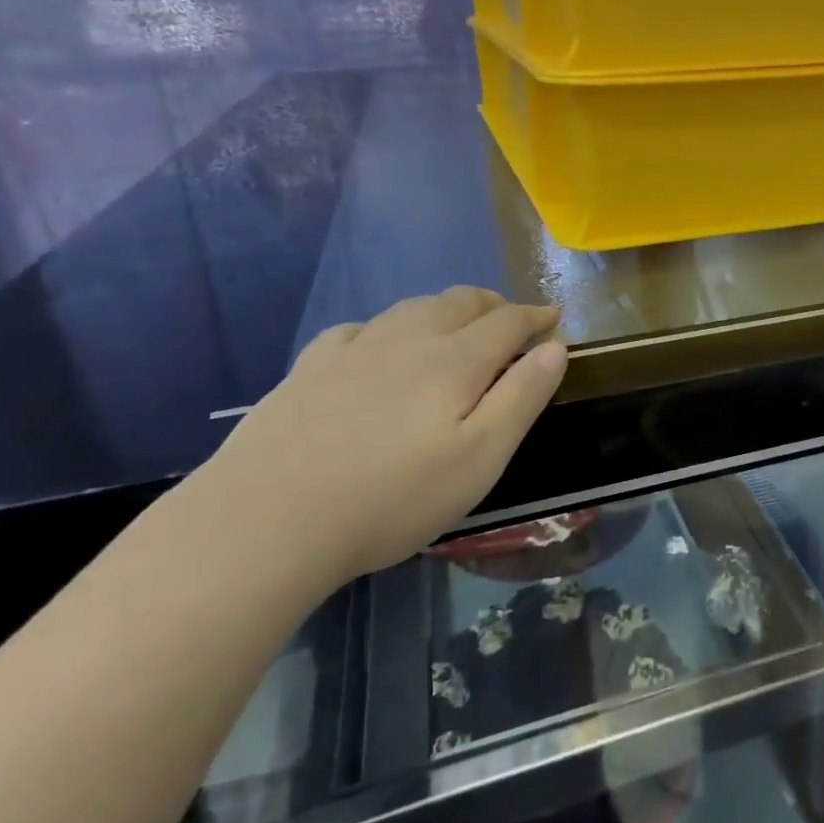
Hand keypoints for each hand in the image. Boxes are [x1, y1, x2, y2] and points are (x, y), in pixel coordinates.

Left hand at [191, 286, 566, 586]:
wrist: (267, 520)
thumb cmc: (393, 497)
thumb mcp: (480, 458)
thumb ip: (522, 398)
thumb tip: (556, 347)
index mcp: (454, 361)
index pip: (507, 322)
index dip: (536, 316)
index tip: (554, 318)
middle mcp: (407, 340)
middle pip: (460, 302)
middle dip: (493, 305)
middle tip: (511, 319)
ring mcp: (353, 351)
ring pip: (411, 308)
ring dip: (444, 308)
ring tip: (455, 325)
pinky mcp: (309, 369)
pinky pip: (358, 329)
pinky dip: (386, 327)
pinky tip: (377, 346)